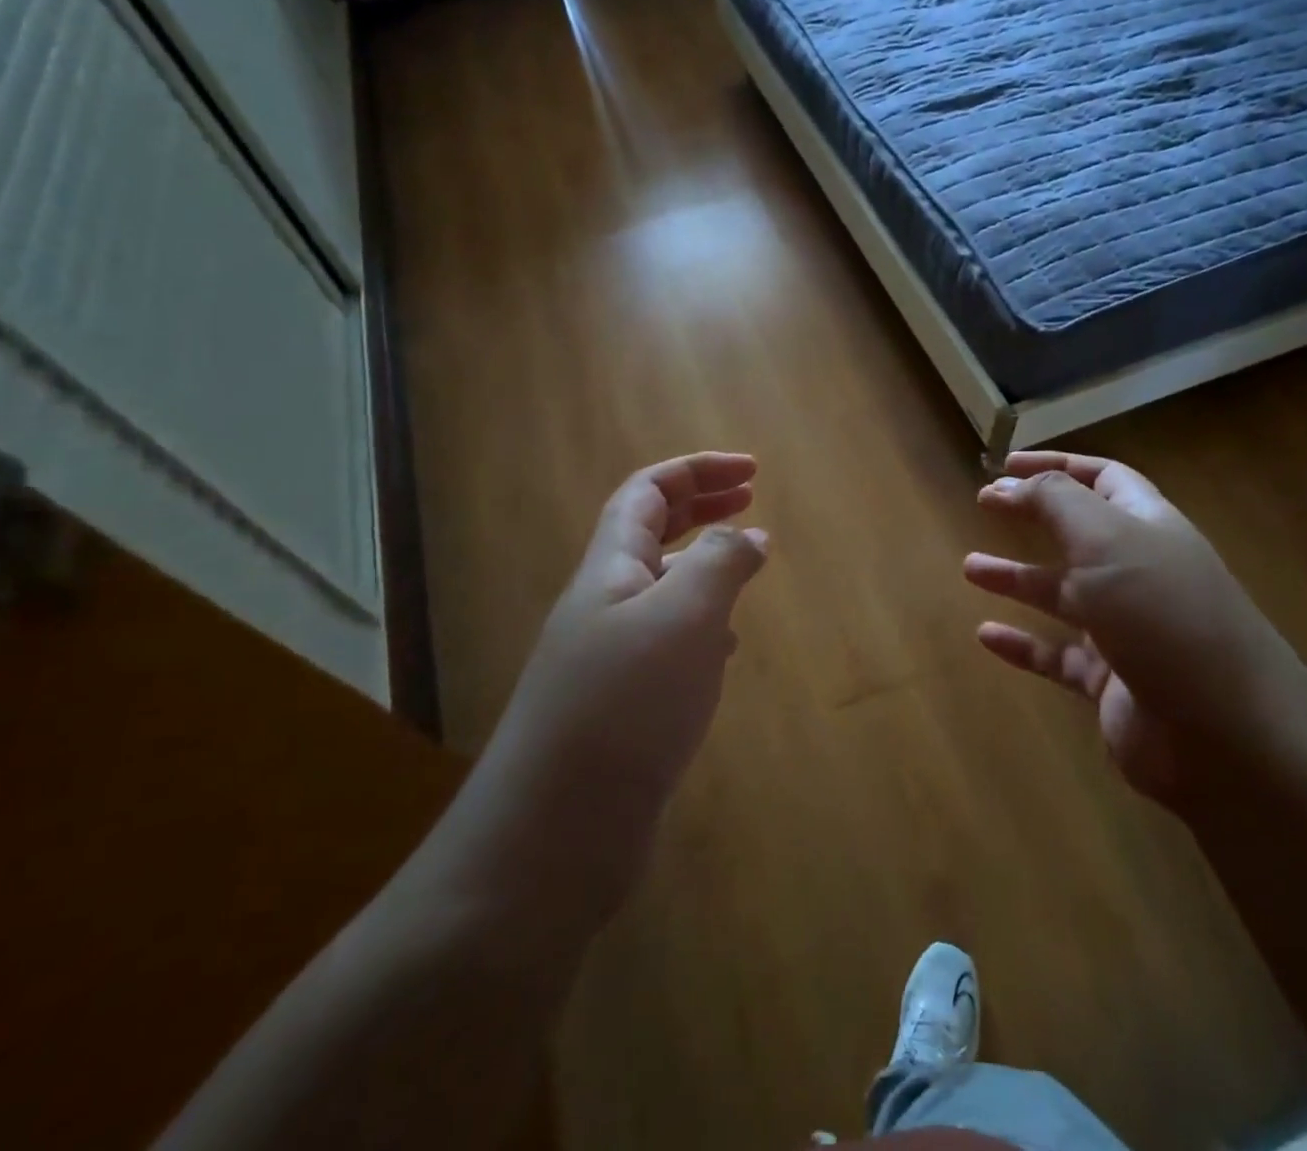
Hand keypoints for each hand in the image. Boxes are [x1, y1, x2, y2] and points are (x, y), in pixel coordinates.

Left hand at [478, 453, 767, 902]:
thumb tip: (749, 535)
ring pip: (662, 588)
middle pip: (652, 532)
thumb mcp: (684, 618)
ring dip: (704, 566)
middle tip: (752, 500)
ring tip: (746, 568)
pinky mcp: (623, 707)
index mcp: (611, 570)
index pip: (647, 491)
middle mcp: (604, 605)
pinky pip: (668, 643)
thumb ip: (720, 564)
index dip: (697, 470)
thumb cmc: (623, 707)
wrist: (553, 836)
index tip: (753, 471)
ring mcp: (610, 658)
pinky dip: (702, 627)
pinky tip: (724, 650)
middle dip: (702, 507)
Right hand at [964, 451, 1306, 807]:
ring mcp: (1128, 630)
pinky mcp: (1112, 682)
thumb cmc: (1165, 618)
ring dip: (1017, 578)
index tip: (1005, 464)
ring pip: (1064, 594)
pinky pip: (1057, 655)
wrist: (1228, 737)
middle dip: (1034, 515)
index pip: (1103, 479)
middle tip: (985, 505)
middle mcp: (1140, 572)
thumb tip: (1009, 481)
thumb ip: (1056, 502)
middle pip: (1080, 533)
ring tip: (970, 568)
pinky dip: (1023, 645)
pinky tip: (986, 636)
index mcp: (1149, 527)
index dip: (1056, 466)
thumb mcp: (1107, 542)